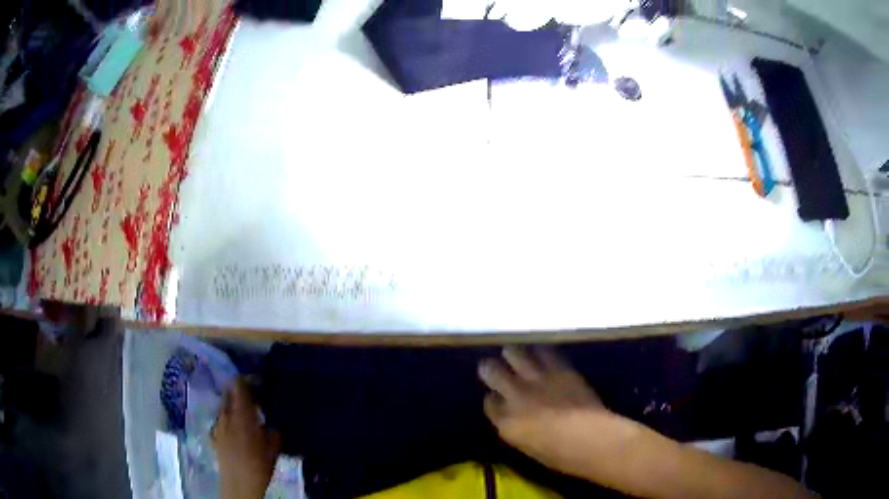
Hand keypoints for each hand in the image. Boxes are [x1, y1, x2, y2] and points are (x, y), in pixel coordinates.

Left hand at [212, 378, 280, 498]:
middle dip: (237, 390)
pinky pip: (219, 421)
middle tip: (250, 394)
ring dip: (231, 405)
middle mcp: (226, 416)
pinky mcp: (214, 437)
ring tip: (242, 411)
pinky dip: (226, 420)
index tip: (256, 378)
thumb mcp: (273, 449)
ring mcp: (218, 426)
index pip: (239, 387)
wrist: (239, 485)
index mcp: (242, 416)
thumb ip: (272, 432)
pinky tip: (232, 429)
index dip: (246, 380)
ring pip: (223, 407)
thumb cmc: (259, 466)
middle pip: (228, 393)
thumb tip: (272, 424)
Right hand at [479, 347, 629, 477]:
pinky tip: (539, 350)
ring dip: (512, 353)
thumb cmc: (560, 455)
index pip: (489, 403)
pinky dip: (540, 351)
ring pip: (515, 355)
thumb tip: (517, 420)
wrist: (589, 438)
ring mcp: (537, 380)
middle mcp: (515, 396)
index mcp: (505, 422)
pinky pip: (544, 352)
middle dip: (490, 369)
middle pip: (493, 373)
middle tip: (492, 367)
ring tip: (513, 352)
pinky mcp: (559, 369)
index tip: (496, 397)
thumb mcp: (528, 447)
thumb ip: (517, 429)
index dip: (492, 398)